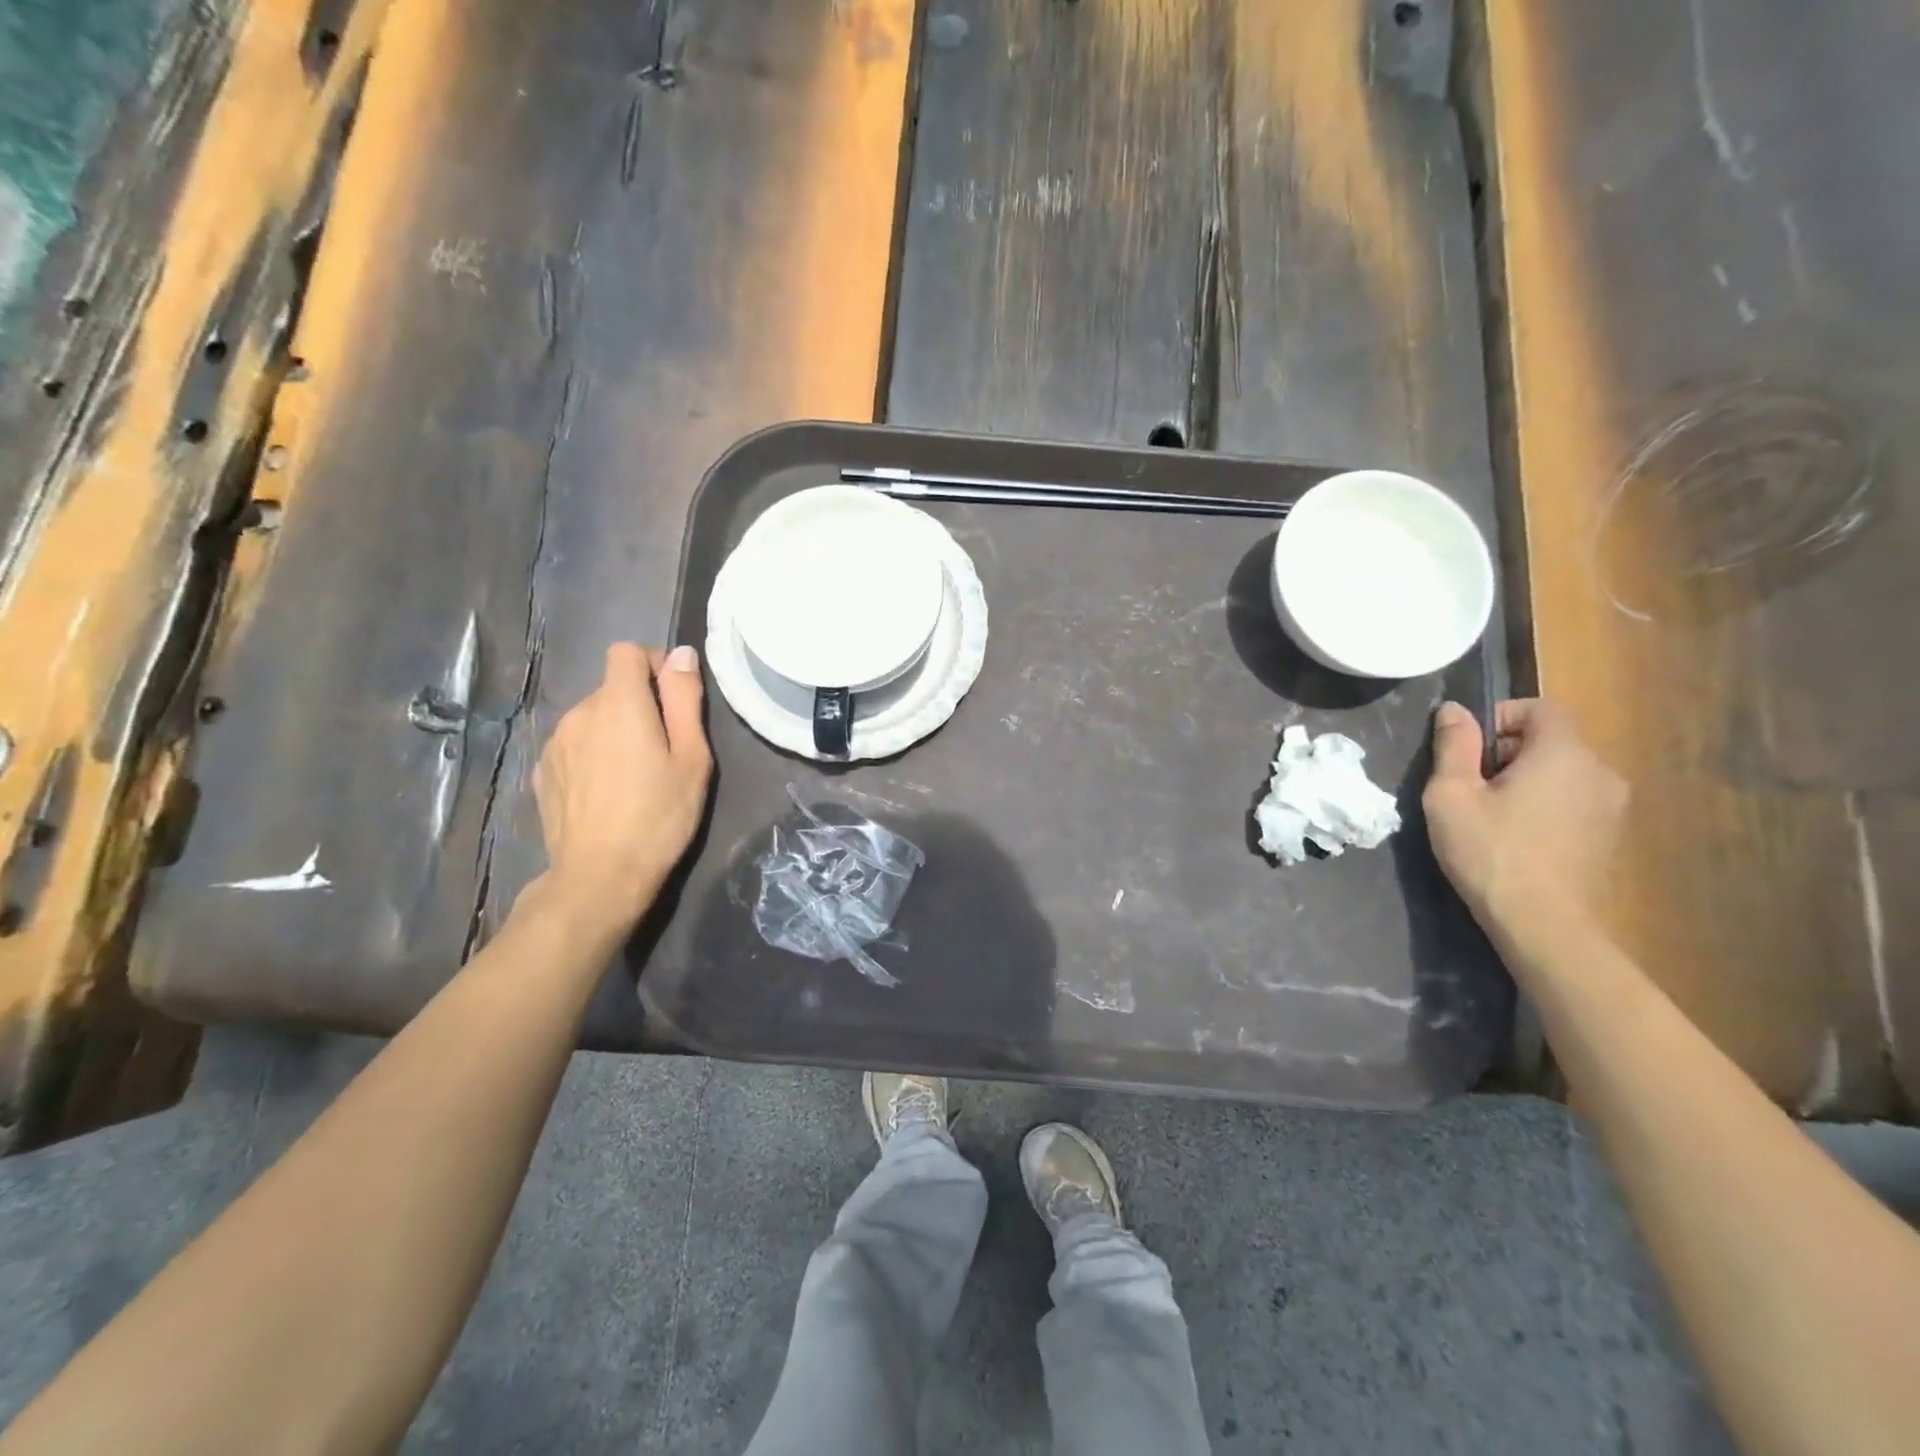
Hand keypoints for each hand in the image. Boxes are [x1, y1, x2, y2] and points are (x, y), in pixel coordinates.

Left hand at [533, 643, 711, 934]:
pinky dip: (593, 754)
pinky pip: (575, 745)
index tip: (674, 699)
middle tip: (664, 750)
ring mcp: (555, 743)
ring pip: (592, 718)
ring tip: (635, 775)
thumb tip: (680, 653)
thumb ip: (685, 699)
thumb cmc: (659, 815)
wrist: (600, 875)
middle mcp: (578, 712)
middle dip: (639, 705)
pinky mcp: (543, 771)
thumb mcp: (691, 757)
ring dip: (614, 731)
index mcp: (619, 703)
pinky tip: (607, 792)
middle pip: (612, 688)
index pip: (626, 652)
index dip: (653, 664)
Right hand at [1423, 699, 1626, 924]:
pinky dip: (1545, 806)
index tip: (1466, 747)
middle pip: (1552, 740)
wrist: (1543, 924)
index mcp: (1564, 753)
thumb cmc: (1490, 851)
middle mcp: (1600, 772)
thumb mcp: (1451, 794)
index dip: (1501, 716)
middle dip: (1508, 751)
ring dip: (1526, 780)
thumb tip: (1455, 709)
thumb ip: (1453, 745)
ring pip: (1563, 773)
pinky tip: (1517, 838)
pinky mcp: (1611, 837)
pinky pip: (1574, 802)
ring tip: (1490, 814)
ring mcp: (1613, 807)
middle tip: (1469, 784)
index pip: (1540, 708)